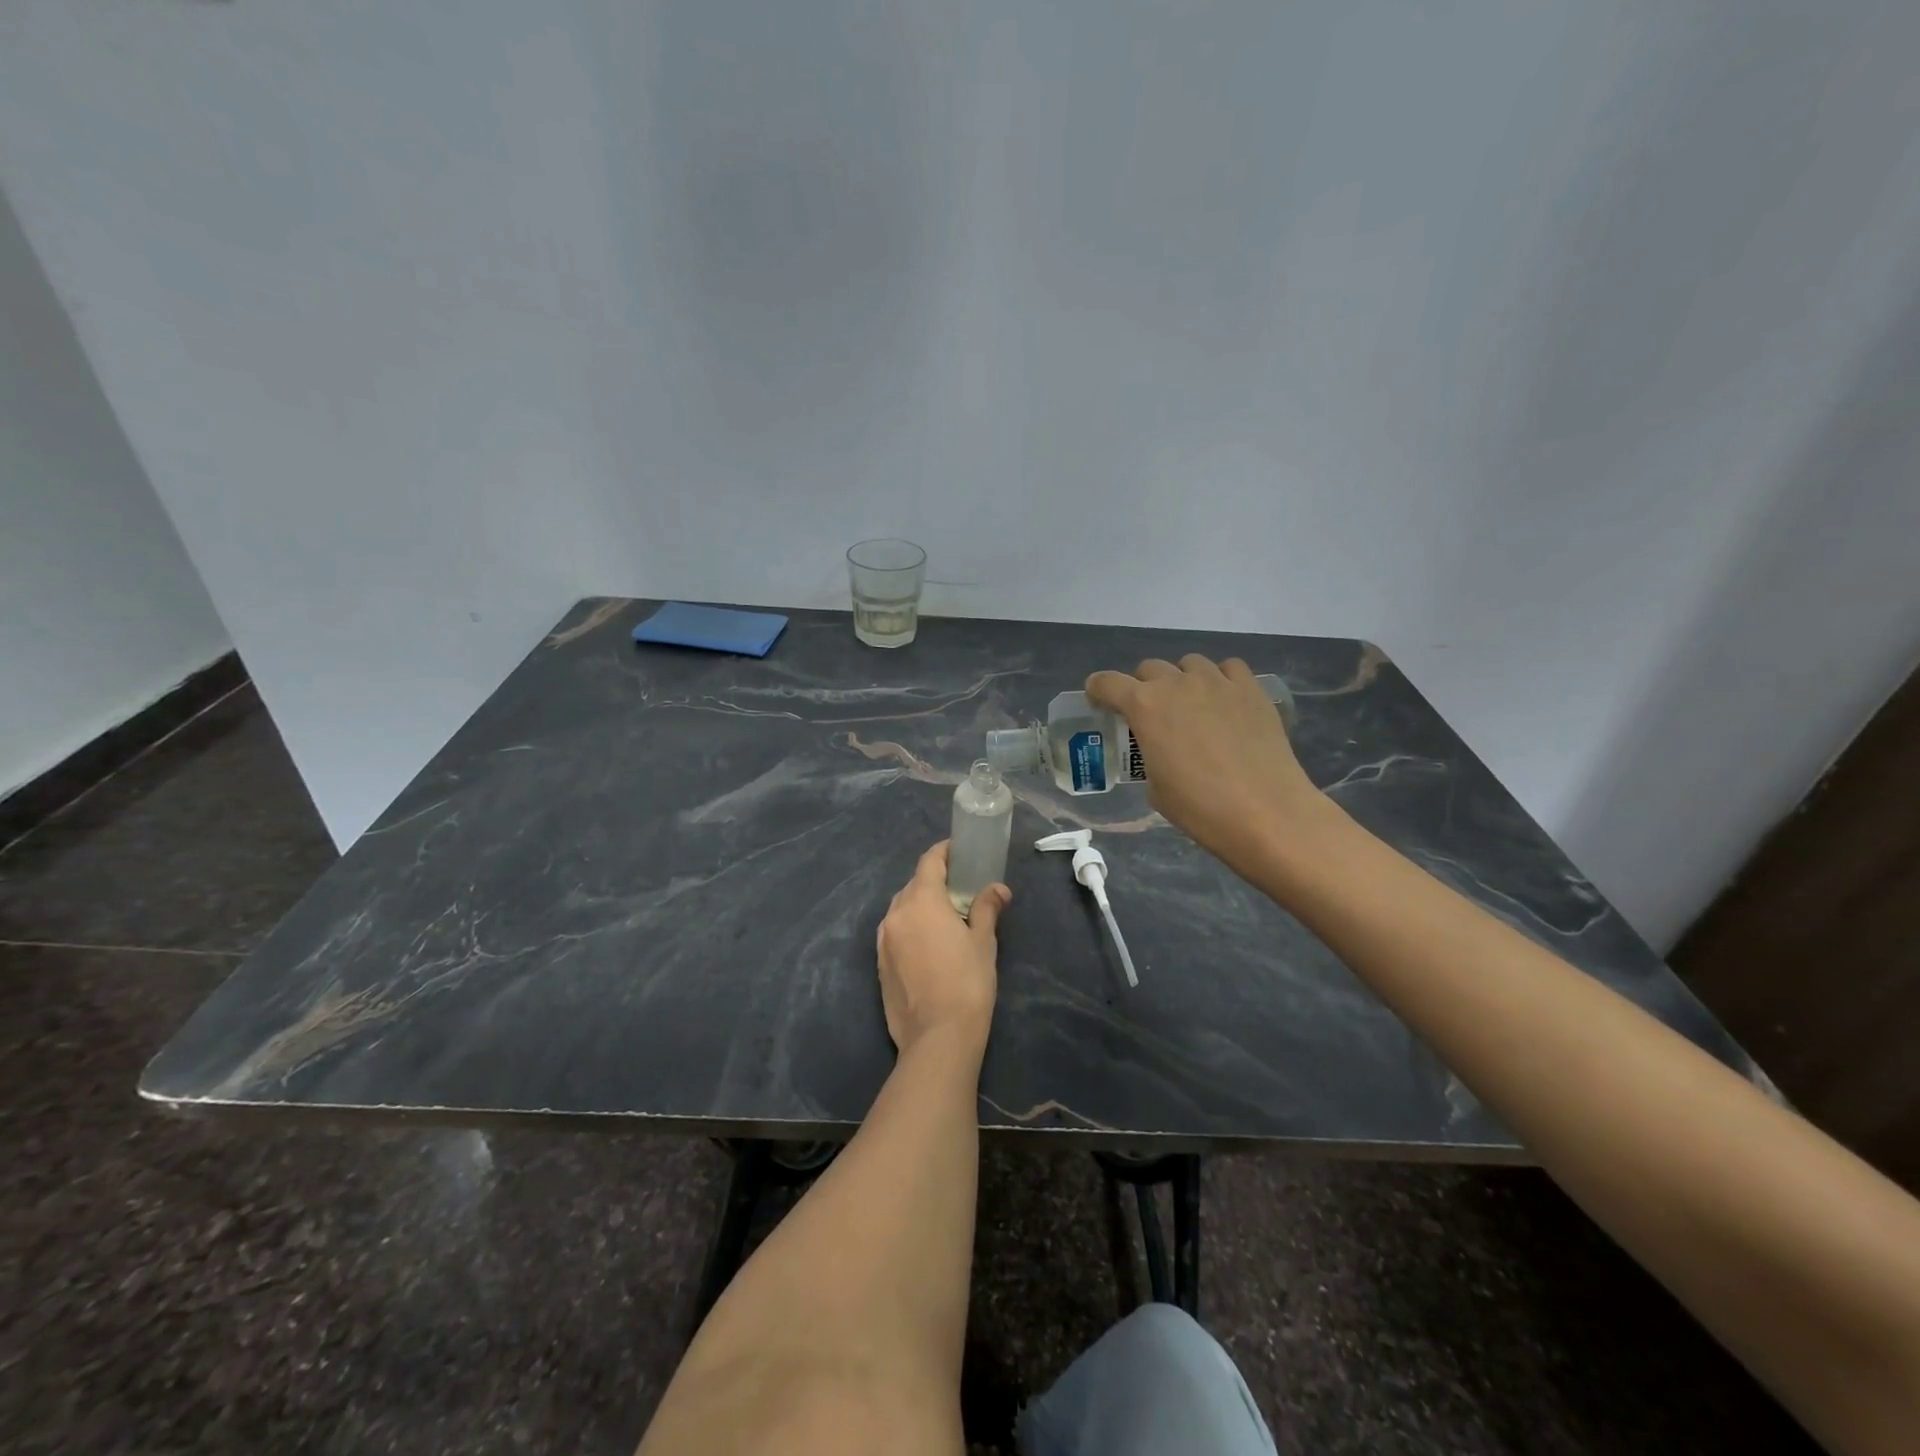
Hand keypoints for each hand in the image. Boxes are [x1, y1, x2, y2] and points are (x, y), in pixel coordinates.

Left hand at [875, 841, 1008, 1059]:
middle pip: (914, 885)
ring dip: (921, 906)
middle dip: (935, 882)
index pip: (929, 861)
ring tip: (946, 919)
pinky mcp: (879, 964)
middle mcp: (895, 913)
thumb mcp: (983, 941)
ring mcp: (883, 940)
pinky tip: (929, 945)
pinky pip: (896, 933)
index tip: (960, 853)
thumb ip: (987, 908)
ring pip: (902, 909)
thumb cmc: (967, 982)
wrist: (937, 1038)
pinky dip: (911, 929)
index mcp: (921, 900)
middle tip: (960, 890)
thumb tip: (998, 889)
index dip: (945, 853)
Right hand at [1086, 655, 1329, 873]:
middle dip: (1142, 686)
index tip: (1100, 703)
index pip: (1107, 682)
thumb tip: (1164, 750)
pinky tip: (1225, 702)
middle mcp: (1178, 684)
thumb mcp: (1155, 787)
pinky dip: (1220, 679)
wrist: (1266, 813)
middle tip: (1150, 714)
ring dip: (1182, 679)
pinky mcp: (1251, 690)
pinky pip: (1229, 669)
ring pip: (1189, 663)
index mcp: (1144, 706)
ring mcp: (1218, 682)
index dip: (1098, 691)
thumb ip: (1150, 755)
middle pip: (1149, 668)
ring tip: (1191, 706)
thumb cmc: (1200, 808)